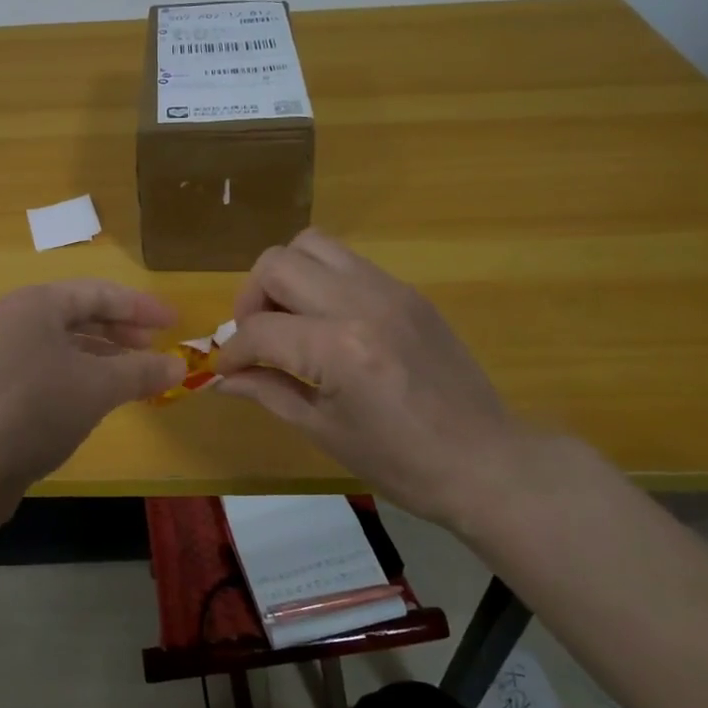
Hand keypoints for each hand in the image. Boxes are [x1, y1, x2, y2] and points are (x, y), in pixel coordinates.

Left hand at [0, 280, 184, 498]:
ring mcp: (2, 353)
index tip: (175, 322)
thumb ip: (141, 371)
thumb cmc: (38, 408)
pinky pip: (49, 366)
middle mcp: (15, 319)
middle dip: (121, 329)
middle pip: (79, 314)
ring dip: (103, 355)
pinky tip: (99, 396)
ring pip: (64, 343)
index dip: (141, 307)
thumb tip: (179, 367)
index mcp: (36, 303)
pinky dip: (80, 374)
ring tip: (134, 373)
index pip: (99, 293)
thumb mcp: (98, 386)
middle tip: (155, 346)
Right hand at [214, 229, 532, 526]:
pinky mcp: (408, 291)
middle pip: (278, 264)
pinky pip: (348, 262)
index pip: (260, 330)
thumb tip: (221, 379)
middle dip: (251, 298)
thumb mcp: (323, 431)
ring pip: (312, 245)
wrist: (485, 462)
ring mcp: (389, 290)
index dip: (232, 352)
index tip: (225, 370)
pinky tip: (325, 320)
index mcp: (339, 350)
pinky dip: (321, 280)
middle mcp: (361, 304)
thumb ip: (267, 392)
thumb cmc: (400, 463)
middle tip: (256, 335)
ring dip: (286, 276)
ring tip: (288, 317)